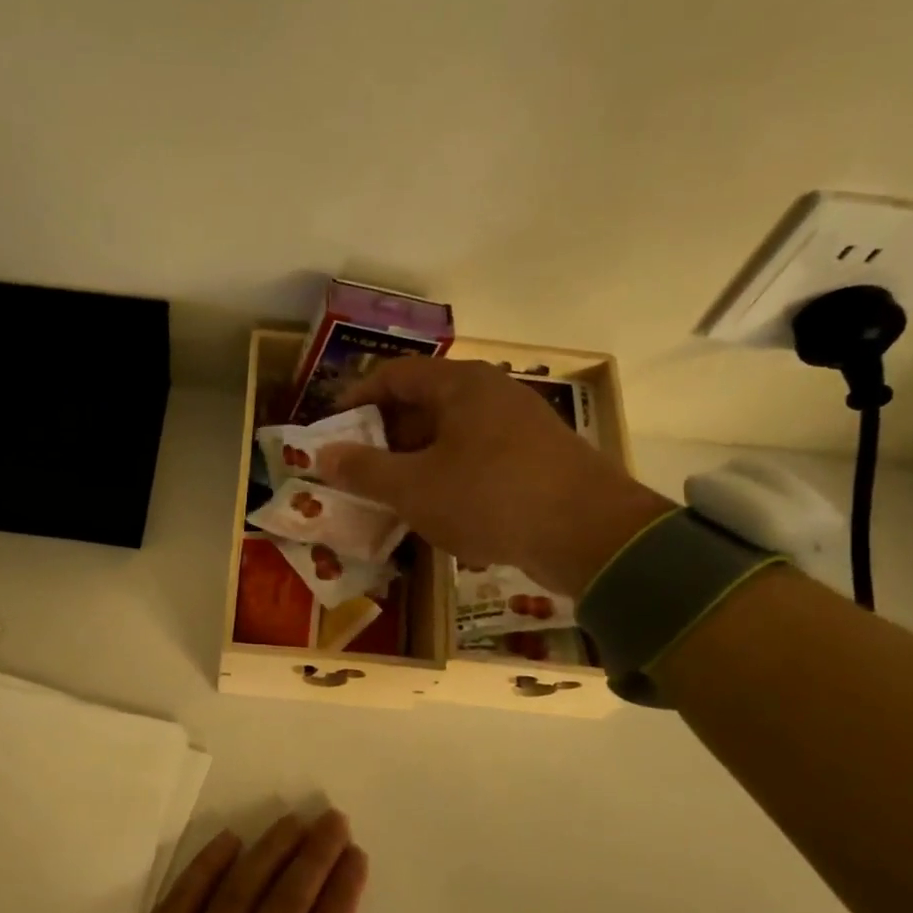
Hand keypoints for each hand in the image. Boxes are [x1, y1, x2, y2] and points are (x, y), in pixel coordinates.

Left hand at [65, 811, 394, 912]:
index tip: (356, 855)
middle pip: (284, 905)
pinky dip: (206, 866)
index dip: (340, 895)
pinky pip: (183, 898)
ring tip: (294, 819)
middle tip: (333, 819)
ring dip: (270, 852)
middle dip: (313, 858)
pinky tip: (229, 839)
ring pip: (239, 892)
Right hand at [316, 357, 673, 596]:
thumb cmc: (490, 497)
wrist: (590, 536)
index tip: (331, 430)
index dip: (356, 399)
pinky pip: (476, 457)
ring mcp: (518, 426)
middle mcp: (491, 394)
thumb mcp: (414, 487)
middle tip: (357, 470)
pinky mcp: (535, 459)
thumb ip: (364, 470)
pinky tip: (436, 510)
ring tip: (390, 495)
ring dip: (414, 460)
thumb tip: (323, 455)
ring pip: (450, 434)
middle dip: (384, 436)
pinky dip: (447, 476)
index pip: (394, 375)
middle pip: (423, 403)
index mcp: (460, 385)